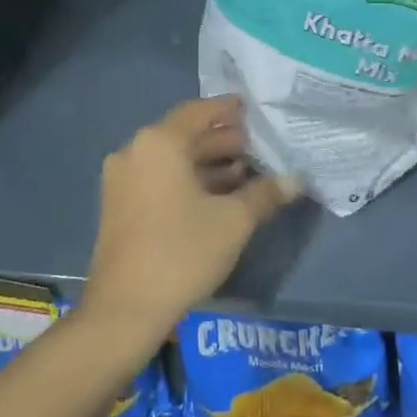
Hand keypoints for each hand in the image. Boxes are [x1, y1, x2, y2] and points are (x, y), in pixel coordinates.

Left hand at [80, 97, 298, 346]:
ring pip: (172, 160)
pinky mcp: (119, 205)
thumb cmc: (182, 251)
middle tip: (257, 147)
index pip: (199, 112)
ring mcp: (122, 179)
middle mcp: (135, 151)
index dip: (228, 109)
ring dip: (207, 164)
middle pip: (185, 135)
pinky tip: (217, 196)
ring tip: (245, 174)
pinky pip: (159, 178)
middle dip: (222, 141)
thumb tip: (296, 179)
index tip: (252, 109)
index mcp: (159, 143)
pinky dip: (187, 181)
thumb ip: (265, 193)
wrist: (126, 307)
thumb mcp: (233, 221)